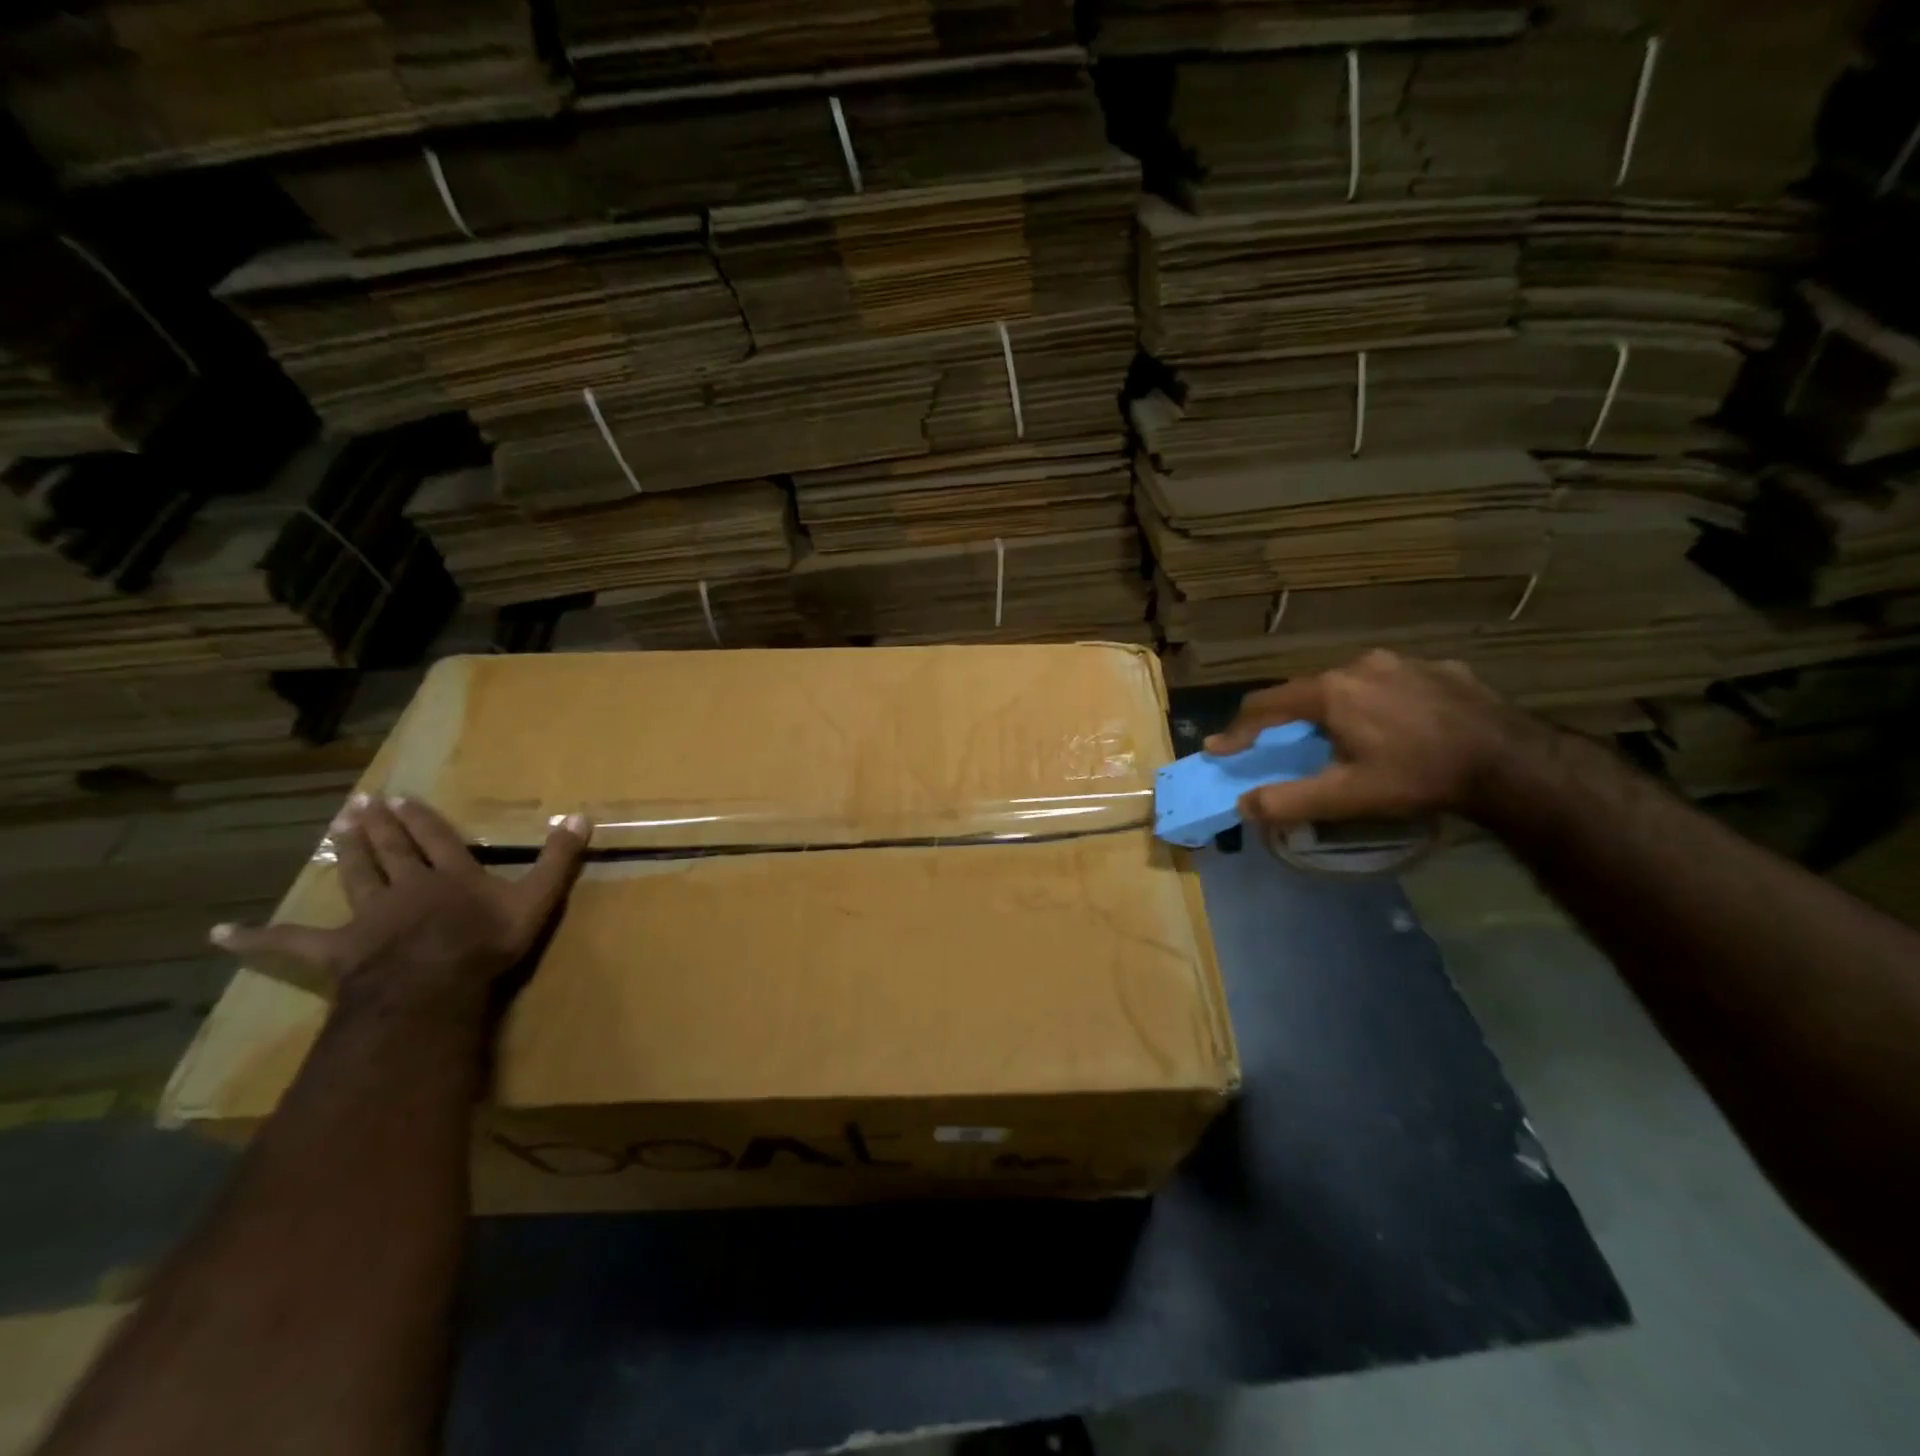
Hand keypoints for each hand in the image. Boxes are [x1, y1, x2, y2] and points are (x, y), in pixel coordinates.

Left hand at [210, 795, 590, 1017]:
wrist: (433, 986)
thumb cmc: (488, 942)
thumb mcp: (537, 897)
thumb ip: (558, 858)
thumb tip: (581, 815)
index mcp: (451, 875)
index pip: (436, 839)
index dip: (423, 819)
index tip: (404, 798)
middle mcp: (408, 886)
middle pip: (391, 850)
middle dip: (379, 825)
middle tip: (363, 801)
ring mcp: (369, 916)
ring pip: (356, 876)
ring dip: (347, 851)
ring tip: (336, 825)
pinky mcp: (338, 949)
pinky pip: (293, 942)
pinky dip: (259, 937)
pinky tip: (222, 933)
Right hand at [1203, 650, 1548, 826]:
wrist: (1512, 762)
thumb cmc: (1418, 777)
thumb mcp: (1346, 796)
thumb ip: (1288, 800)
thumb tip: (1243, 804)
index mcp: (1332, 692)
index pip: (1266, 705)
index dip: (1239, 729)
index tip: (1220, 748)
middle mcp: (1361, 664)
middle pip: (1308, 692)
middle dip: (1292, 720)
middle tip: (1290, 746)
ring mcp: (1404, 661)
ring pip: (1352, 684)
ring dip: (1339, 708)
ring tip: (1350, 737)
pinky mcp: (1441, 667)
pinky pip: (1394, 682)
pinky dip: (1382, 702)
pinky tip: (1400, 725)